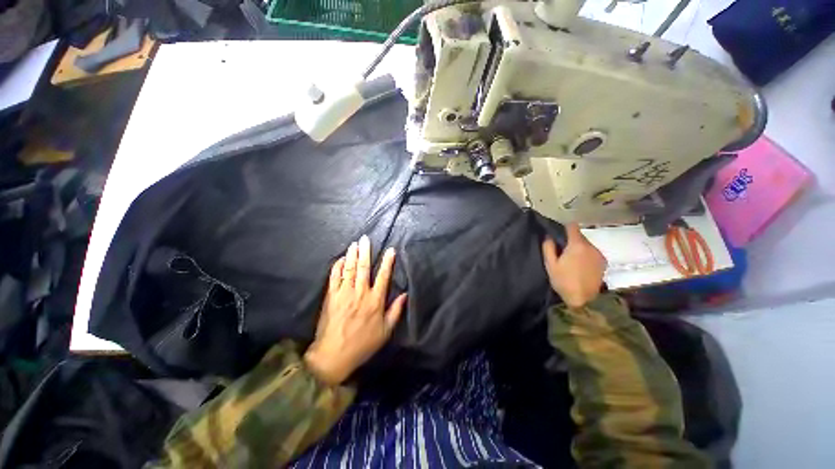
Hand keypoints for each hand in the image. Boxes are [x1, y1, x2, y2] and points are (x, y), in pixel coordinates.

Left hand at [304, 235, 406, 385]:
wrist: (334, 355)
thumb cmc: (363, 344)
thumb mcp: (385, 331)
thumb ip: (396, 311)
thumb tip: (405, 294)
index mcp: (375, 301)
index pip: (383, 276)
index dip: (387, 262)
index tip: (390, 250)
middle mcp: (360, 293)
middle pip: (363, 268)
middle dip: (366, 252)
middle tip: (366, 239)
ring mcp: (344, 293)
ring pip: (349, 269)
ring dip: (352, 255)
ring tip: (355, 243)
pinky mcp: (331, 296)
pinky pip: (334, 277)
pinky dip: (338, 266)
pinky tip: (341, 258)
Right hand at [542, 223, 606, 308]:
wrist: (583, 300)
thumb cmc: (563, 281)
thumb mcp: (550, 264)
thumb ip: (548, 247)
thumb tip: (549, 236)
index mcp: (577, 245)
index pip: (572, 226)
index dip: (565, 227)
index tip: (559, 233)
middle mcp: (591, 246)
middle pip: (579, 236)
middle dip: (571, 240)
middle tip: (562, 251)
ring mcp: (599, 254)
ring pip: (586, 244)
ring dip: (579, 248)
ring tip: (571, 260)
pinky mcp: (604, 262)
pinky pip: (592, 252)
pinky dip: (586, 255)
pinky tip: (581, 266)